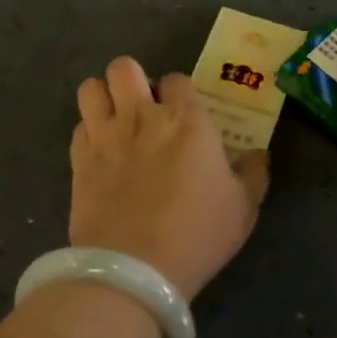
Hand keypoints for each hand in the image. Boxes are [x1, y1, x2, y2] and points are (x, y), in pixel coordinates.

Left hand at [70, 58, 270, 300]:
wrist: (134, 269)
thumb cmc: (197, 234)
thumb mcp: (243, 208)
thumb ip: (253, 173)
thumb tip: (258, 153)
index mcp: (187, 120)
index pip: (177, 79)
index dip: (180, 92)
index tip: (184, 113)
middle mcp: (142, 116)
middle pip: (124, 68)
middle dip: (133, 79)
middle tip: (144, 107)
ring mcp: (105, 136)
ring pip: (91, 88)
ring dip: (103, 97)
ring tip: (115, 119)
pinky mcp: (78, 160)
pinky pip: (78, 126)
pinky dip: (88, 132)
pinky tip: (100, 152)